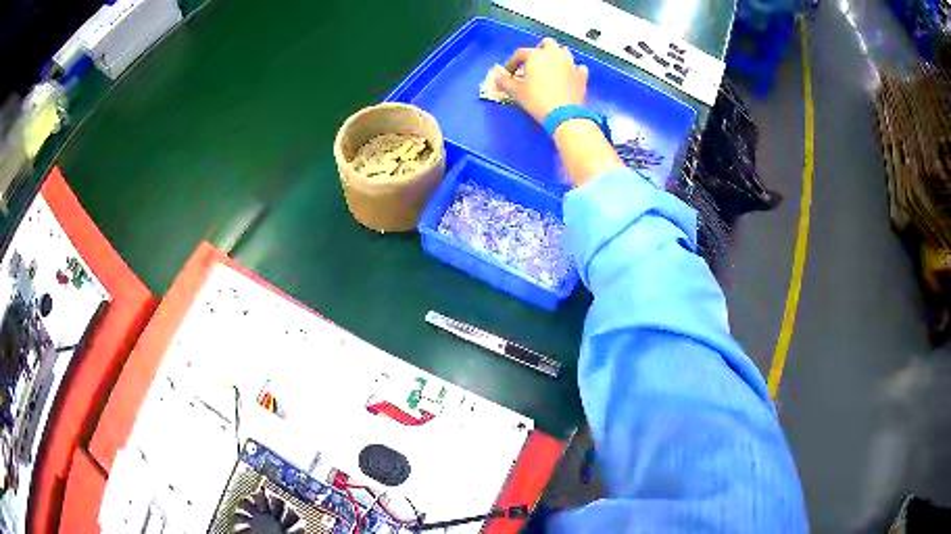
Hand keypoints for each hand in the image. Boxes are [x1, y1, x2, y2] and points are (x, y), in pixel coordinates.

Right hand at [496, 38, 588, 123]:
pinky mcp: (582, 75)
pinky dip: (572, 70)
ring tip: (551, 68)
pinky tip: (568, 76)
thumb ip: (504, 82)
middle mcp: (555, 54)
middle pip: (547, 43)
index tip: (509, 73)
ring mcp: (570, 63)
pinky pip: (578, 67)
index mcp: (536, 55)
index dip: (512, 62)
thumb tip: (497, 78)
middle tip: (534, 62)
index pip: (520, 53)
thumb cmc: (536, 99)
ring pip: (564, 52)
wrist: (563, 114)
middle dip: (540, 50)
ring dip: (557, 57)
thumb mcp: (515, 91)